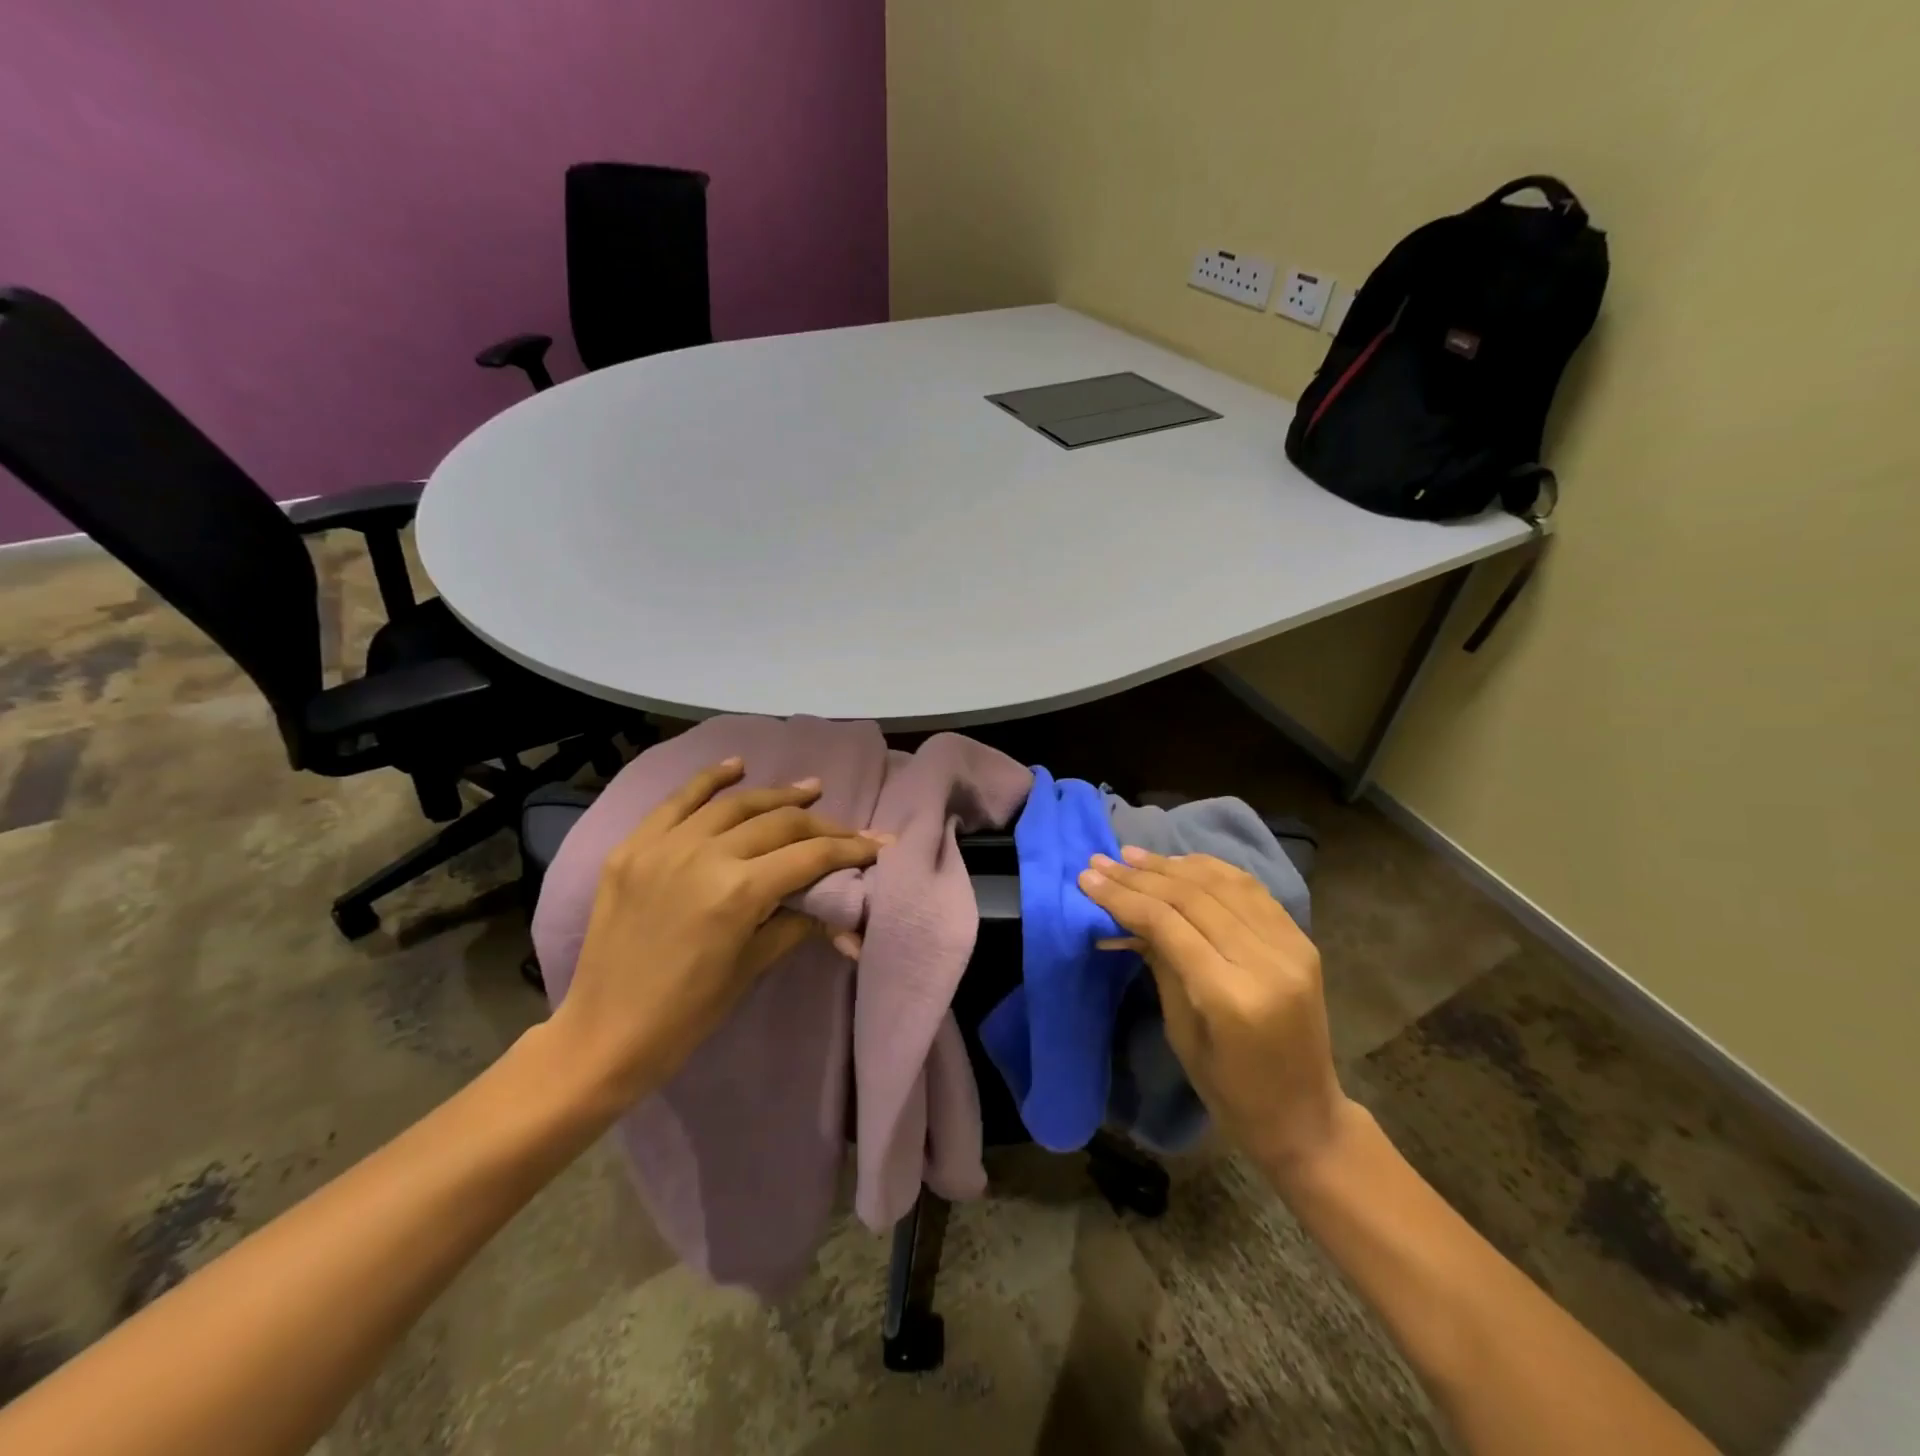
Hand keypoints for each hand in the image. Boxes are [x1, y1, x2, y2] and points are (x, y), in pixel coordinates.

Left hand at [550, 758, 885, 1106]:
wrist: (603, 1035)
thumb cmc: (687, 1014)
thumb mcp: (752, 968)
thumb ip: (797, 922)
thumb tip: (836, 903)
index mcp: (738, 893)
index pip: (809, 856)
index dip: (850, 848)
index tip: (878, 845)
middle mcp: (703, 856)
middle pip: (778, 824)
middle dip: (822, 824)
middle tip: (849, 828)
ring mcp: (663, 846)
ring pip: (734, 805)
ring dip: (777, 795)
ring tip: (810, 788)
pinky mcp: (633, 848)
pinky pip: (676, 802)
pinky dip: (709, 780)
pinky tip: (737, 765)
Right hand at [1080, 847, 1354, 1178]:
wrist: (1305, 1116)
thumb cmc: (1230, 1090)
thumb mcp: (1180, 1032)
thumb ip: (1159, 963)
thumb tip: (1125, 916)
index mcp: (1231, 997)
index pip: (1168, 924)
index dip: (1123, 897)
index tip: (1087, 878)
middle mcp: (1267, 962)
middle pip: (1193, 898)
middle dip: (1141, 877)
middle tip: (1102, 861)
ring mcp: (1291, 947)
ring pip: (1223, 884)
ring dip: (1173, 865)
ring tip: (1133, 856)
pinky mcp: (1302, 940)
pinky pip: (1250, 890)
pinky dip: (1211, 870)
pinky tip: (1180, 862)